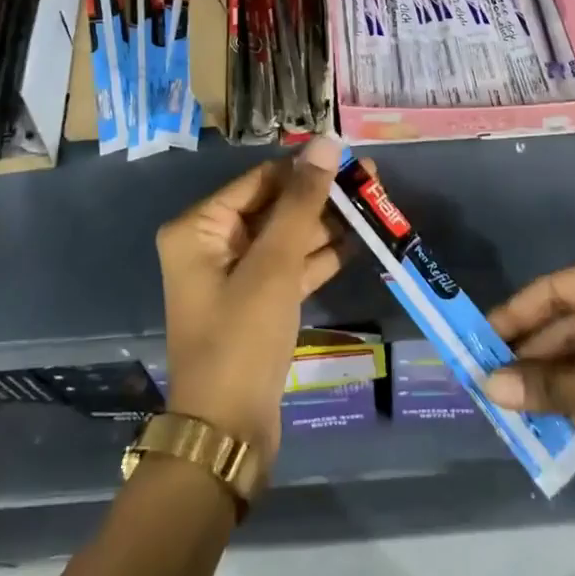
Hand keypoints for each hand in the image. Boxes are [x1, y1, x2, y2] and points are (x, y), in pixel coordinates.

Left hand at [156, 135, 345, 467]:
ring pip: (286, 237)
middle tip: (372, 182)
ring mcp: (234, 276)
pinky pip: (289, 267)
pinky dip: (319, 256)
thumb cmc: (242, 338)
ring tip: (375, 207)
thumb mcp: (274, 264)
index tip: (351, 158)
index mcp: (199, 227)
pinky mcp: (256, 303)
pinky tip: (358, 242)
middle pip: (274, 207)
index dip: (307, 169)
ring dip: (326, 225)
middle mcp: (211, 244)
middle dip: (321, 197)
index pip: (261, 181)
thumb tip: (324, 142)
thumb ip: (302, 202)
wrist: (228, 434)